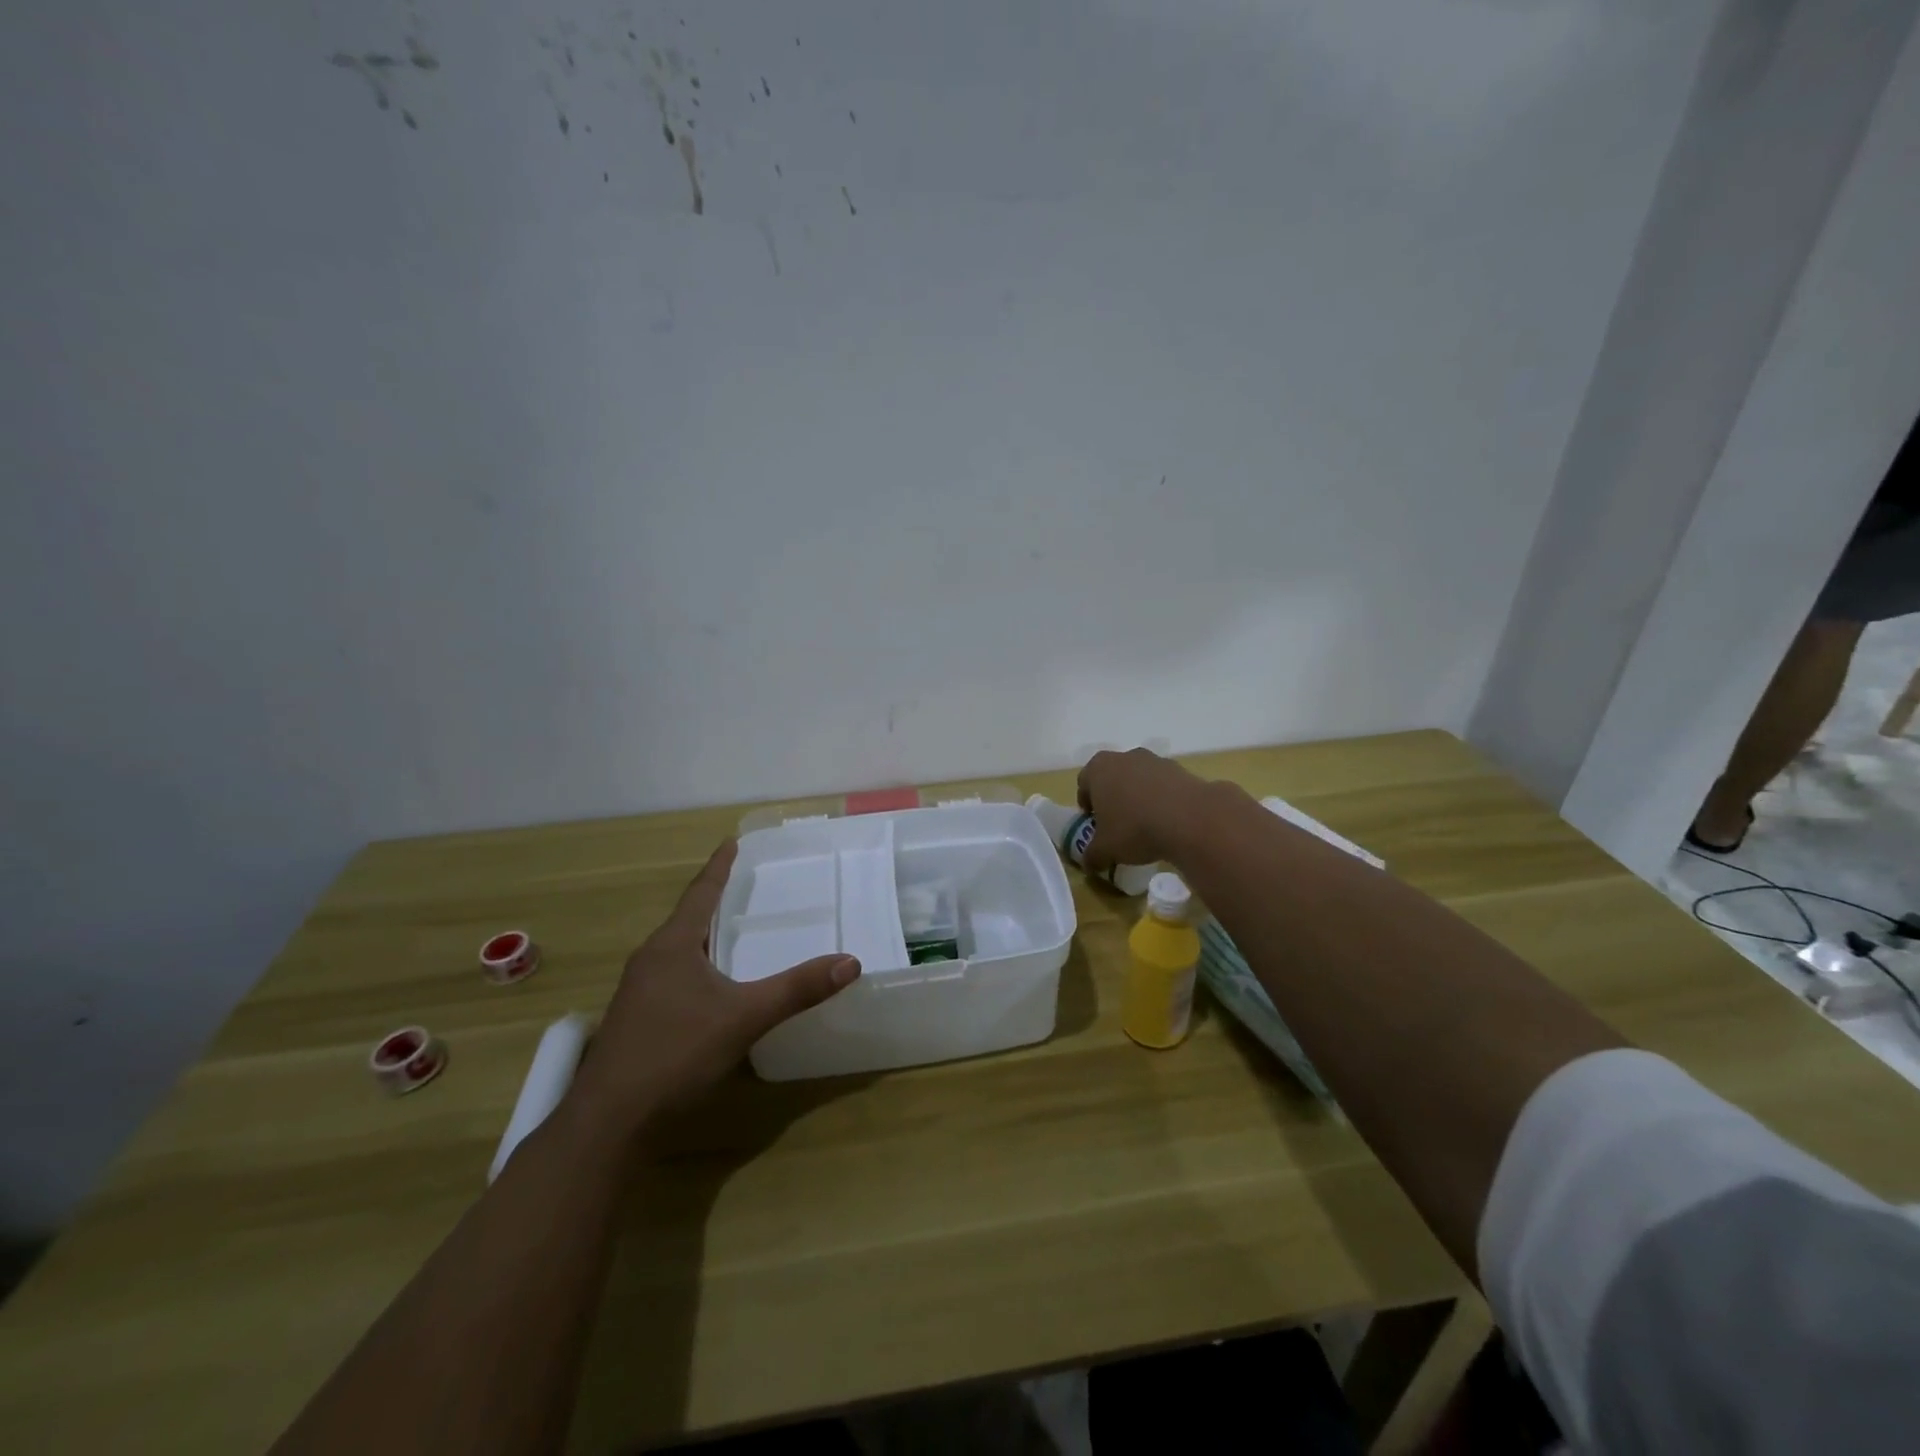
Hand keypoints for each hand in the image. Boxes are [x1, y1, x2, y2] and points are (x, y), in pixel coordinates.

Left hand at [570, 841, 859, 1131]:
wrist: (609, 1122)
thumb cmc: (675, 1053)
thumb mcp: (744, 1017)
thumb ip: (797, 989)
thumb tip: (850, 962)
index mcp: (672, 946)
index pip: (700, 893)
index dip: (719, 868)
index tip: (732, 842)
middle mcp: (650, 960)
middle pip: (687, 919)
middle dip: (715, 901)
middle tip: (746, 886)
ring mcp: (638, 992)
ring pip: (678, 950)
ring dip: (704, 935)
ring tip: (733, 930)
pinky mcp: (637, 1020)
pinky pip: (673, 976)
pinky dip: (698, 966)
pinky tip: (713, 986)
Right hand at [1075, 748, 1210, 872]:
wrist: (1190, 819)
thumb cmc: (1134, 828)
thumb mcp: (1105, 850)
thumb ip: (1092, 856)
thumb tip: (1088, 864)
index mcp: (1099, 769)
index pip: (1084, 783)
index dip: (1087, 805)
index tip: (1094, 824)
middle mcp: (1125, 757)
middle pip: (1112, 777)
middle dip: (1113, 798)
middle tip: (1117, 824)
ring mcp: (1155, 760)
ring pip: (1139, 779)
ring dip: (1139, 797)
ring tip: (1146, 825)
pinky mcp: (1181, 770)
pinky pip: (1164, 786)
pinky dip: (1163, 799)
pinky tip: (1168, 822)